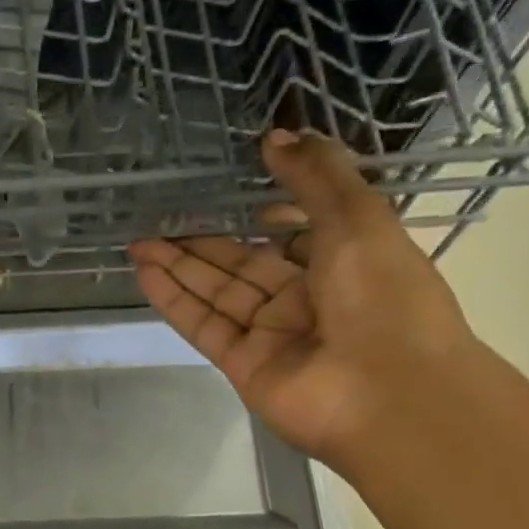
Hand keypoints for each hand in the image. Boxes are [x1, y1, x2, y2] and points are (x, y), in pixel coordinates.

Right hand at [128, 130, 475, 467]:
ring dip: (178, 267)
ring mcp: (272, 336)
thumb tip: (275, 135)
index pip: (297, 235)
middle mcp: (306, 300)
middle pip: (245, 264)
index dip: (265, 214)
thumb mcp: (358, 218)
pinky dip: (174, 299)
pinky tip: (144, 272)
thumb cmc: (384, 296)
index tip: (232, 190)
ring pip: (217, 293)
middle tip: (159, 217)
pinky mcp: (243, 365)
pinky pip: (204, 325)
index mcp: (346, 264)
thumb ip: (315, 175)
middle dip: (203, 242)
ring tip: (138, 241)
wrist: (389, 394)